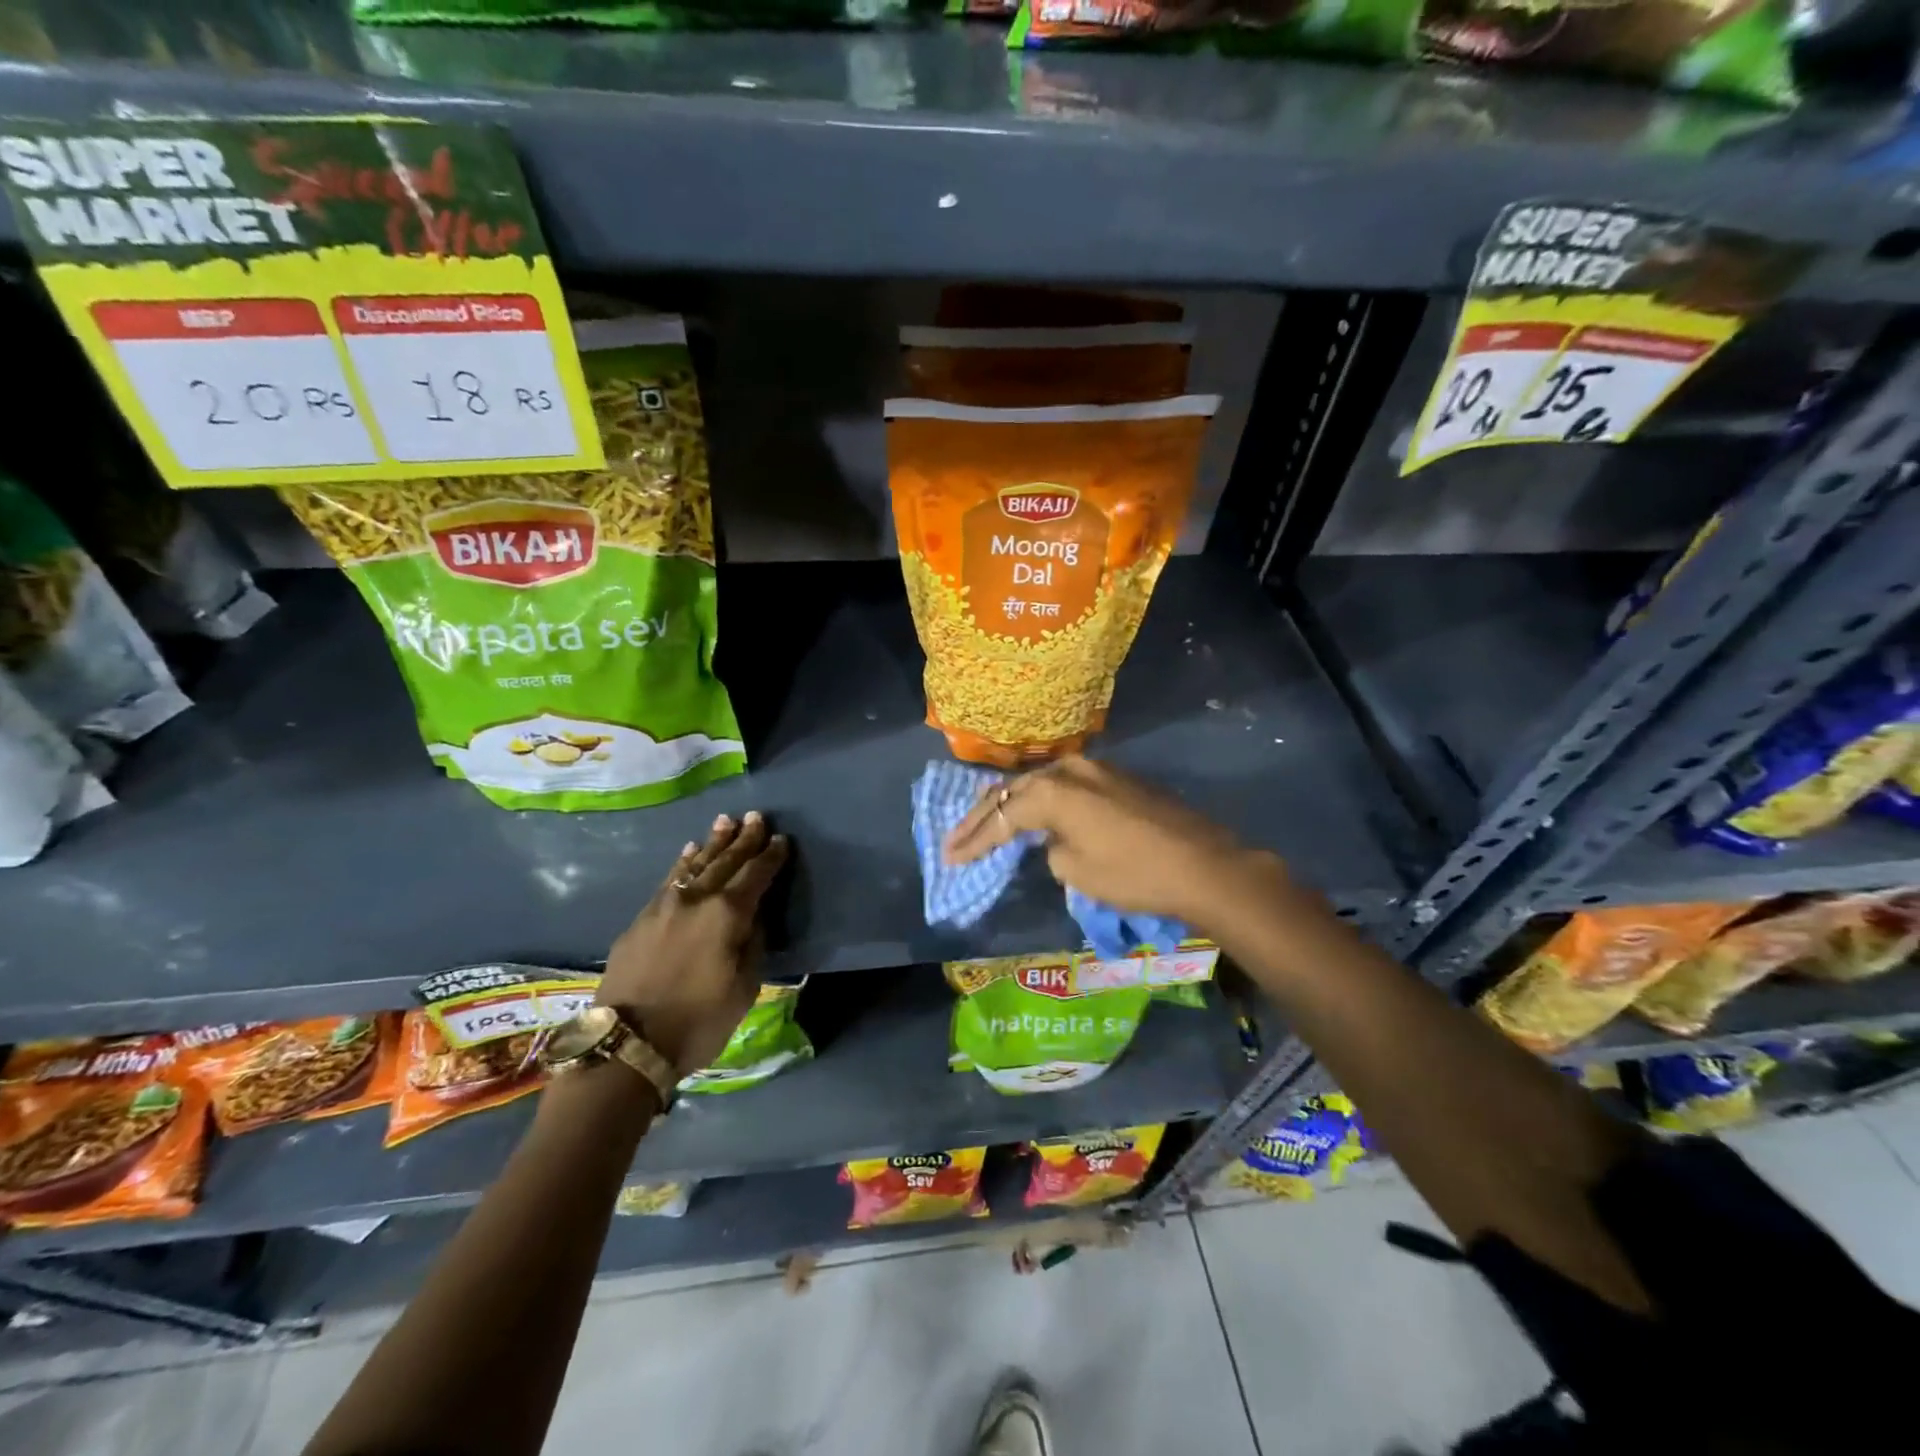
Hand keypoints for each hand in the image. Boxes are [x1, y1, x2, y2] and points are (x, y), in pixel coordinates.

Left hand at [598, 811, 789, 1077]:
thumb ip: (752, 943)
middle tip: (756, 817)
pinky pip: (669, 879)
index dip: (770, 856)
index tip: (781, 839)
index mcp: (727, 914)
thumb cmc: (698, 1021)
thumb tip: (752, 918)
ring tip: (725, 822)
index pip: (756, 875)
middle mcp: (696, 898)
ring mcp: (663, 905)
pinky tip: (688, 852)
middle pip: (725, 861)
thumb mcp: (745, 987)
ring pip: (694, 864)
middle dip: (744, 839)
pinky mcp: (640, 919)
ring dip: (713, 843)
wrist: (626, 1044)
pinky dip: (683, 862)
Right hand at [942, 755, 1275, 926]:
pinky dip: (1041, 800)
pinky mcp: (1116, 778)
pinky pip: (1065, 784)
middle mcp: (1070, 769)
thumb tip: (1055, 839)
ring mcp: (1096, 769)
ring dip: (1011, 803)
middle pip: (1013, 791)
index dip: (974, 841)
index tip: (950, 859)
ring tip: (984, 821)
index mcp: (1054, 791)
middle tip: (954, 839)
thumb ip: (1052, 848)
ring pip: (1039, 782)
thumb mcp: (1077, 871)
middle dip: (982, 817)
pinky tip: (1031, 810)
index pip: (1001, 816)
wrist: (1204, 865)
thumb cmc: (1135, 874)